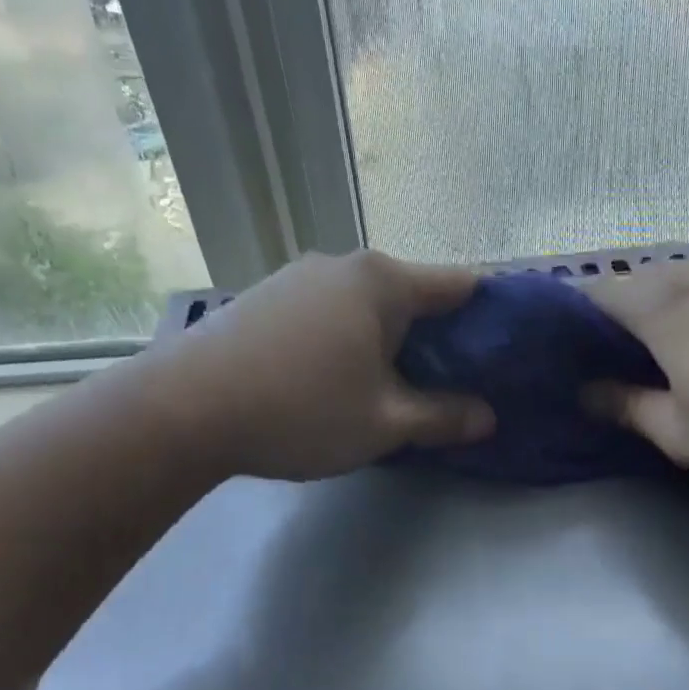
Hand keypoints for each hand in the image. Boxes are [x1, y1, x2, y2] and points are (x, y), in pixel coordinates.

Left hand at [149, 250, 494, 481]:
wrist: (184, 410)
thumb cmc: (300, 411)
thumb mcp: (384, 424)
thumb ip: (443, 417)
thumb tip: (487, 417)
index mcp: (383, 282)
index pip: (461, 286)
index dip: (491, 318)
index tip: (504, 354)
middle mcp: (344, 265)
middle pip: (413, 295)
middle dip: (440, 338)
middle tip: (454, 386)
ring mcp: (299, 277)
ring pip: (368, 305)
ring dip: (391, 341)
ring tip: (396, 387)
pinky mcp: (267, 297)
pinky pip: (330, 313)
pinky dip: (351, 339)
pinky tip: (339, 378)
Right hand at [585, 263, 688, 490]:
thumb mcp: (681, 434)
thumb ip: (629, 408)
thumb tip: (589, 393)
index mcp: (662, 308)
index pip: (595, 293)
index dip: (567, 317)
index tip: (556, 350)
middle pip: (636, 282)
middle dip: (610, 315)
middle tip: (598, 360)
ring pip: (680, 285)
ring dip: (655, 313)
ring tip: (647, 356)